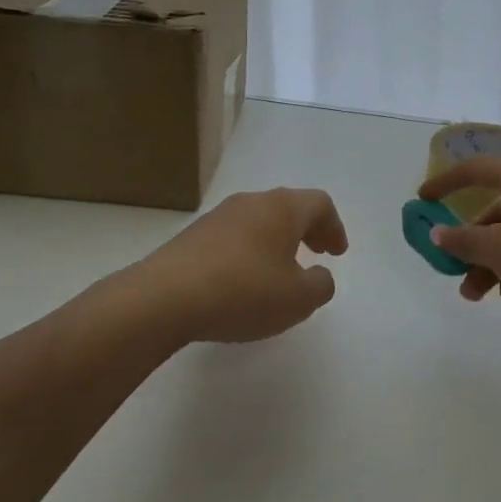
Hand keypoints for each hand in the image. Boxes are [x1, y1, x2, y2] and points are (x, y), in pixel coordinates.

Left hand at [118, 188, 348, 344]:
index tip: (337, 253)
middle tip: (317, 253)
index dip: (334, 227)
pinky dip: (249, 252)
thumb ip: (321, 285)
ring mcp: (218, 217)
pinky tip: (243, 282)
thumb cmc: (244, 292)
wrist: (164, 298)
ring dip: (276, 241)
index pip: (319, 203)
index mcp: (282, 208)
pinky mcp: (192, 237)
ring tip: (279, 271)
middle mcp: (251, 202)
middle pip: (288, 207)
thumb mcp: (298, 299)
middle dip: (307, 230)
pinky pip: (233, 237)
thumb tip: (319, 276)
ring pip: (258, 221)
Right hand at [418, 158, 500, 338]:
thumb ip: (462, 240)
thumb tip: (437, 232)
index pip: (475, 169)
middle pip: (494, 210)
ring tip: (477, 296)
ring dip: (490, 263)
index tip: (422, 199)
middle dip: (470, 243)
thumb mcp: (496, 250)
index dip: (445, 183)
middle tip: (453, 270)